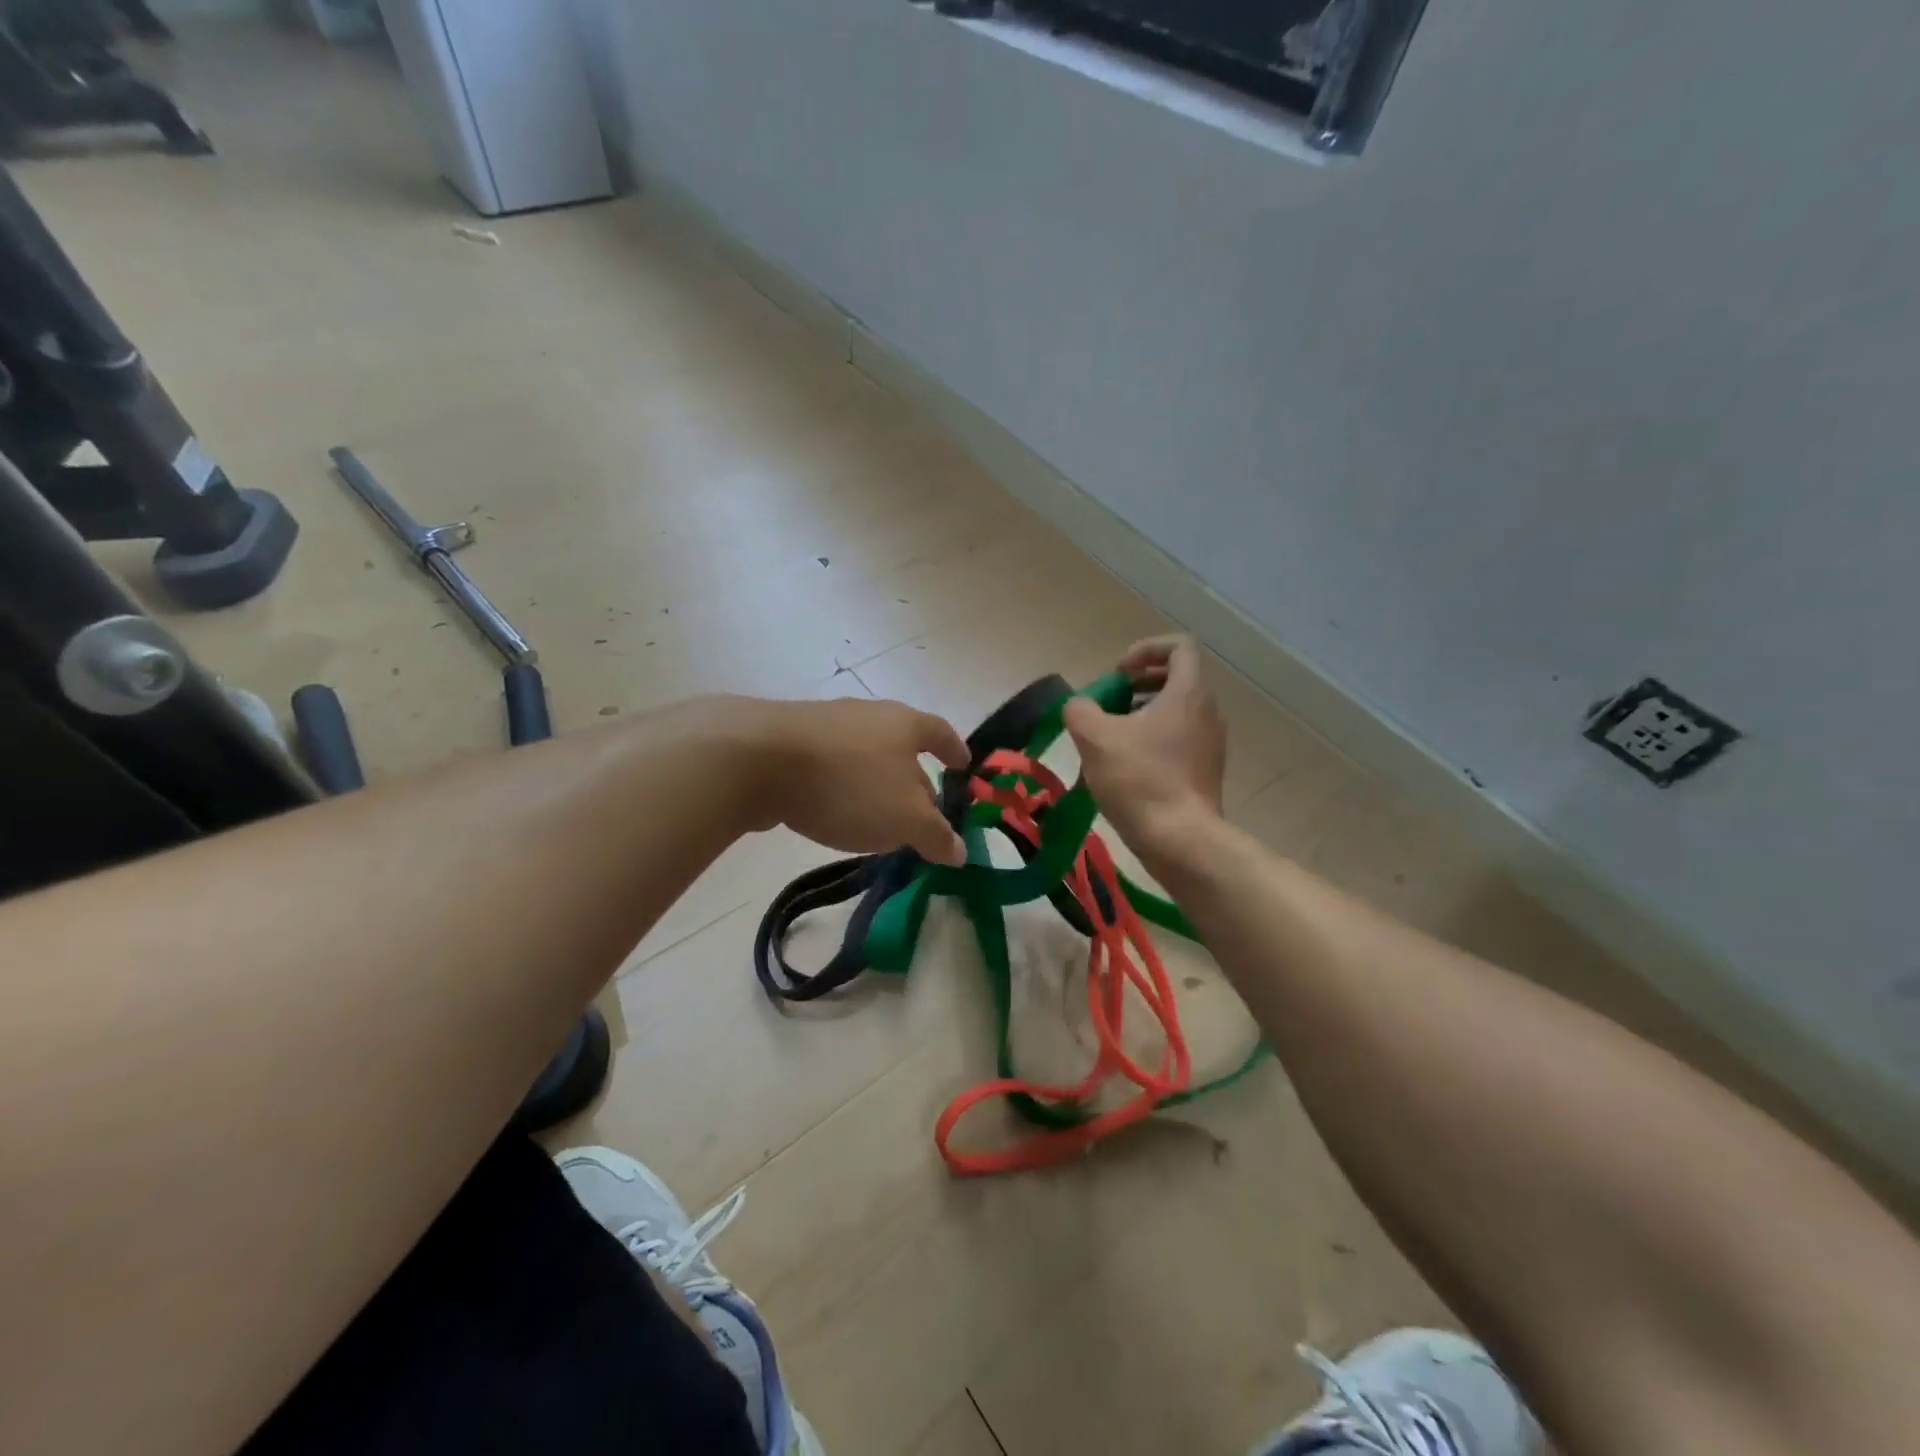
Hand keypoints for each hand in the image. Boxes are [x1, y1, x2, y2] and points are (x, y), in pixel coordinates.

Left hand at [748, 697, 970, 864]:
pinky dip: (844, 787)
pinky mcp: (791, 742)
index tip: (964, 767)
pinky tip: (837, 812)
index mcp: (905, 724)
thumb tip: (961, 852)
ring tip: (880, 818)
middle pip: (903, 746)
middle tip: (922, 813)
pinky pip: (832, 766)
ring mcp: (827, 724)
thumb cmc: (849, 784)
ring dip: (877, 785)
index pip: (942, 733)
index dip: (955, 751)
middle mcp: (870, 715)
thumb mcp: (905, 819)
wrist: (758, 760)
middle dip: (915, 779)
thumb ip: (936, 836)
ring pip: (865, 757)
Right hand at [1064, 635, 1225, 854]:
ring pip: (1176, 712)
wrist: (1180, 841)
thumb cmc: (1140, 780)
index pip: (1179, 647)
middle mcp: (1207, 712)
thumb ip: (1080, 709)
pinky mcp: (1205, 772)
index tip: (1118, 674)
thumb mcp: (1095, 738)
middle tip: (1108, 703)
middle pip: (1176, 679)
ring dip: (1142, 714)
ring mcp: (1210, 744)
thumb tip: (1079, 706)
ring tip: (1110, 736)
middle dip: (1138, 684)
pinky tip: (1124, 767)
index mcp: (1188, 693)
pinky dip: (1152, 741)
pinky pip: (1178, 740)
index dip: (1145, 650)